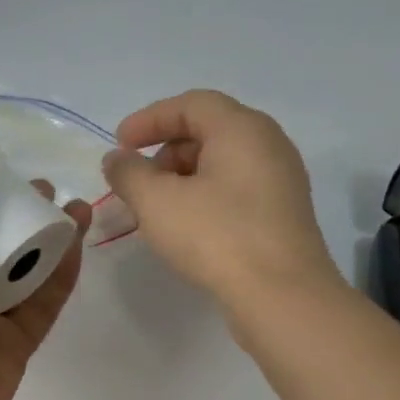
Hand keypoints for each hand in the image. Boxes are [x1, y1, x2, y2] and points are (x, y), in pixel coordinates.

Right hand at [102, 89, 339, 309]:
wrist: (281, 295)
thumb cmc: (216, 236)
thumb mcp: (157, 202)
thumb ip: (129, 173)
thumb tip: (117, 159)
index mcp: (242, 128)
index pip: (191, 104)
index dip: (149, 119)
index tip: (119, 144)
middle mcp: (268, 144)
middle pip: (208, 131)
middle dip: (164, 151)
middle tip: (137, 182)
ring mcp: (281, 180)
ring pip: (222, 164)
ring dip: (183, 178)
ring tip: (157, 210)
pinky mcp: (282, 214)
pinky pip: (236, 190)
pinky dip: (205, 197)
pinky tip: (187, 227)